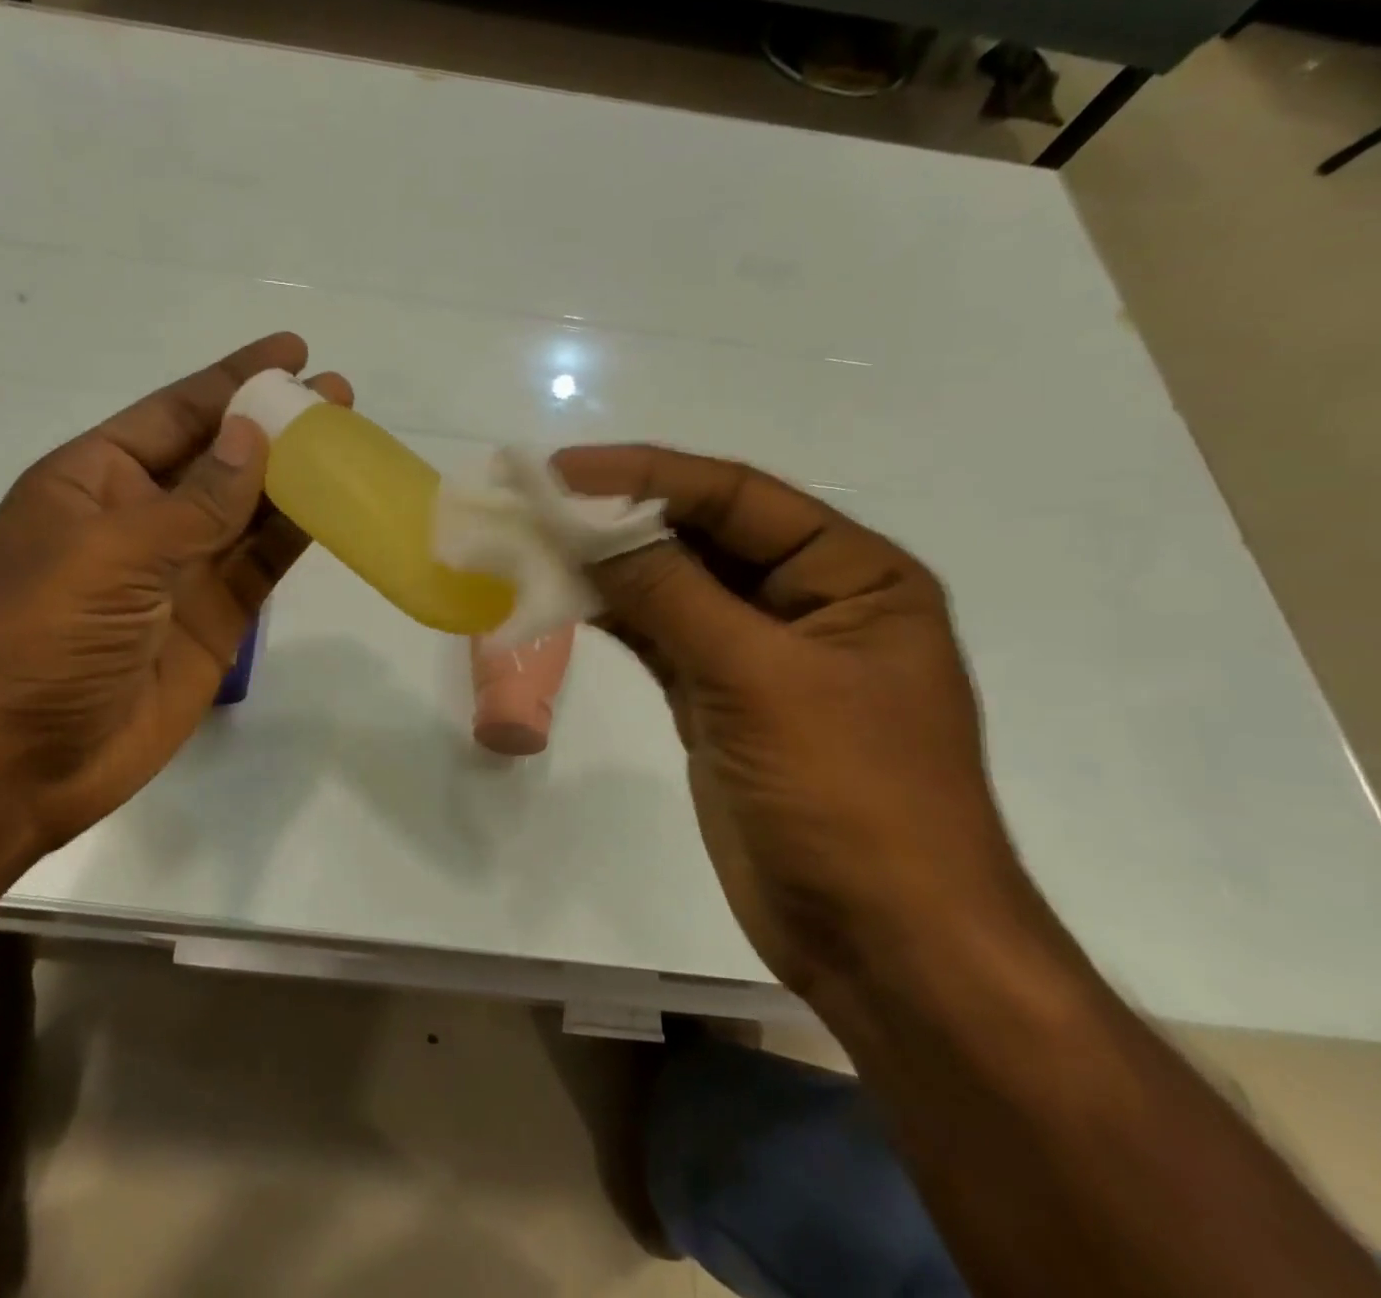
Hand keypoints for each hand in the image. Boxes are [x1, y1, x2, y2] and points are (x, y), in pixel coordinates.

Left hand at [0, 333, 348, 849]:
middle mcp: (142, 517)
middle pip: (222, 457)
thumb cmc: (42, 637)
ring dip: (297, 476)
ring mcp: (182, 570)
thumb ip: (195, 501)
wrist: (20, 762)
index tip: (292, 351)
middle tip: (339, 396)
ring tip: (351, 440)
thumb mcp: (113, 553)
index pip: (176, 414)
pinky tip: (336, 507)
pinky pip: (262, 565)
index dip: (233, 380)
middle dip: (277, 425)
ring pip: (250, 510)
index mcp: (95, 481)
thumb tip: (256, 435)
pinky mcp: (216, 618)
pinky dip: (298, 536)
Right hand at [554, 445, 1032, 999]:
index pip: (738, 497)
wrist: (880, 943)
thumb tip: (592, 528)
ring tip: (536, 543)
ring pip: (673, 588)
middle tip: (538, 503)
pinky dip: (614, 617)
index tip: (565, 471)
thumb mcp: (758, 679)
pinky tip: (564, 596)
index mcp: (853, 575)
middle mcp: (808, 601)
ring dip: (609, 567)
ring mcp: (759, 654)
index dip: (649, 475)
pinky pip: (660, 638)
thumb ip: (672, 594)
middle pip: (702, 537)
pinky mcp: (720, 700)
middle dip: (622, 518)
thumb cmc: (848, 796)